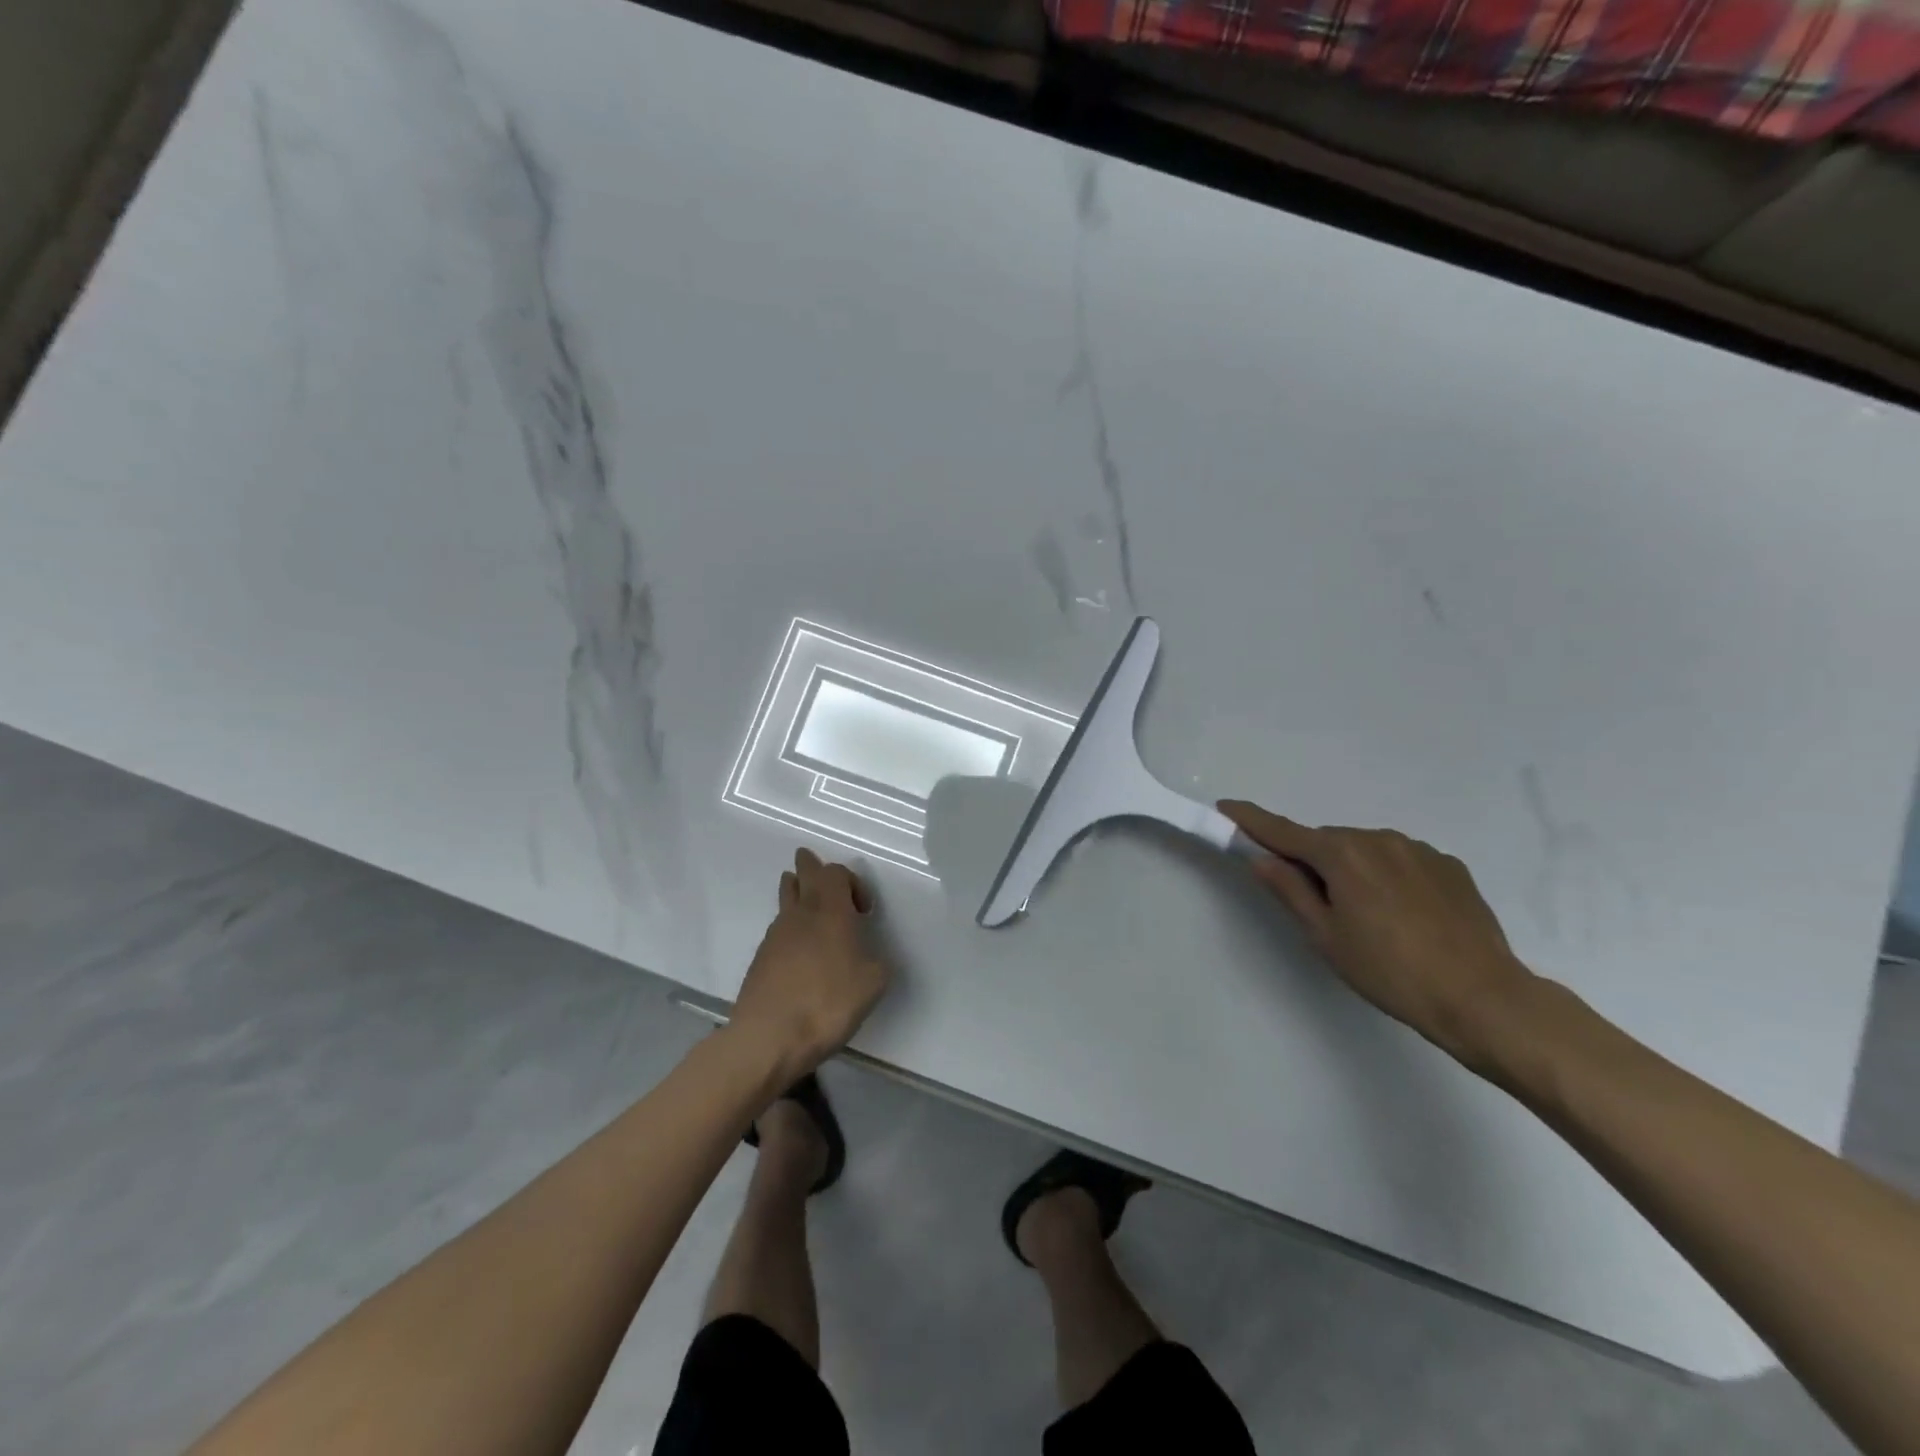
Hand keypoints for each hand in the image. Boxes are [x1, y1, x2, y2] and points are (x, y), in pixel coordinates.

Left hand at [731, 848, 892, 1082]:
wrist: (769, 1037)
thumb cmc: (828, 1002)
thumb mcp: (873, 983)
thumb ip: (876, 961)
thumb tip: (870, 957)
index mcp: (830, 911)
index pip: (835, 872)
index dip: (851, 882)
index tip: (864, 911)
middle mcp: (800, 914)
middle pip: (802, 875)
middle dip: (810, 867)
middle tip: (811, 862)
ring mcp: (775, 935)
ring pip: (785, 900)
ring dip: (796, 893)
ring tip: (803, 897)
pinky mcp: (760, 959)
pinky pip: (778, 930)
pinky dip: (789, 929)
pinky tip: (798, 951)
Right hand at [1219, 801, 1534, 1064]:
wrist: (1481, 997)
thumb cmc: (1389, 971)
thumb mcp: (1325, 936)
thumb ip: (1290, 890)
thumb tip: (1261, 859)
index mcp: (1342, 854)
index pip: (1283, 831)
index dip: (1251, 820)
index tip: (1226, 806)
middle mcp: (1378, 838)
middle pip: (1327, 842)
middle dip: (1313, 861)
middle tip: (1317, 905)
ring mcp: (1418, 849)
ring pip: (1365, 850)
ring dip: (1353, 869)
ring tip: (1369, 918)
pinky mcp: (1449, 865)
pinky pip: (1401, 861)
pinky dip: (1388, 876)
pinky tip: (1404, 915)